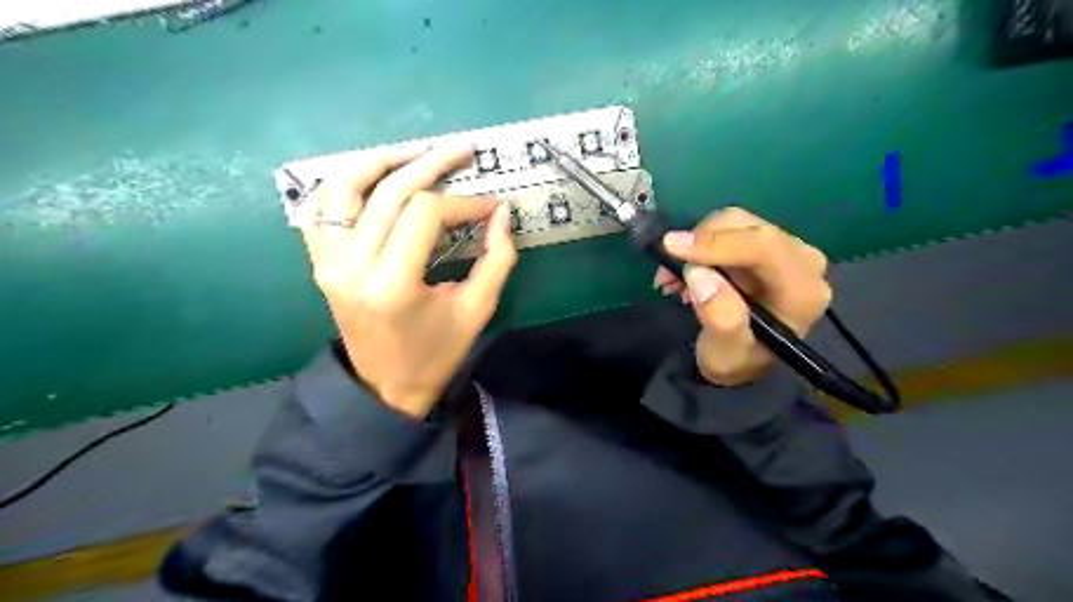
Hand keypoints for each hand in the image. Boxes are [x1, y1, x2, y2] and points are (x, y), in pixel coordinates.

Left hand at [299, 145, 516, 417]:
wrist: (384, 385)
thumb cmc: (435, 353)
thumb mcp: (476, 310)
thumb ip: (497, 259)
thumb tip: (503, 213)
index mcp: (393, 283)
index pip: (427, 214)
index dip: (465, 202)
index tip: (491, 206)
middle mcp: (352, 264)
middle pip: (390, 191)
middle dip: (432, 164)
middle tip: (463, 150)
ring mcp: (328, 259)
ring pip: (346, 185)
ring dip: (383, 161)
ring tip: (417, 152)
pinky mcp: (319, 260)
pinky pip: (320, 207)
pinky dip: (344, 182)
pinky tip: (373, 176)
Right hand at [649, 208, 833, 385]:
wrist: (742, 361)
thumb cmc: (737, 361)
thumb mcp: (725, 354)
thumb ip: (721, 319)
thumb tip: (701, 274)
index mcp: (803, 290)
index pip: (764, 247)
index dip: (715, 243)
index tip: (672, 248)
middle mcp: (803, 262)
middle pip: (748, 228)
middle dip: (700, 246)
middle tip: (667, 275)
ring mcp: (786, 249)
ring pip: (734, 223)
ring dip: (696, 246)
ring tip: (673, 280)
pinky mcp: (767, 244)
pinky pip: (729, 229)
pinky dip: (700, 245)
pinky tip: (685, 272)